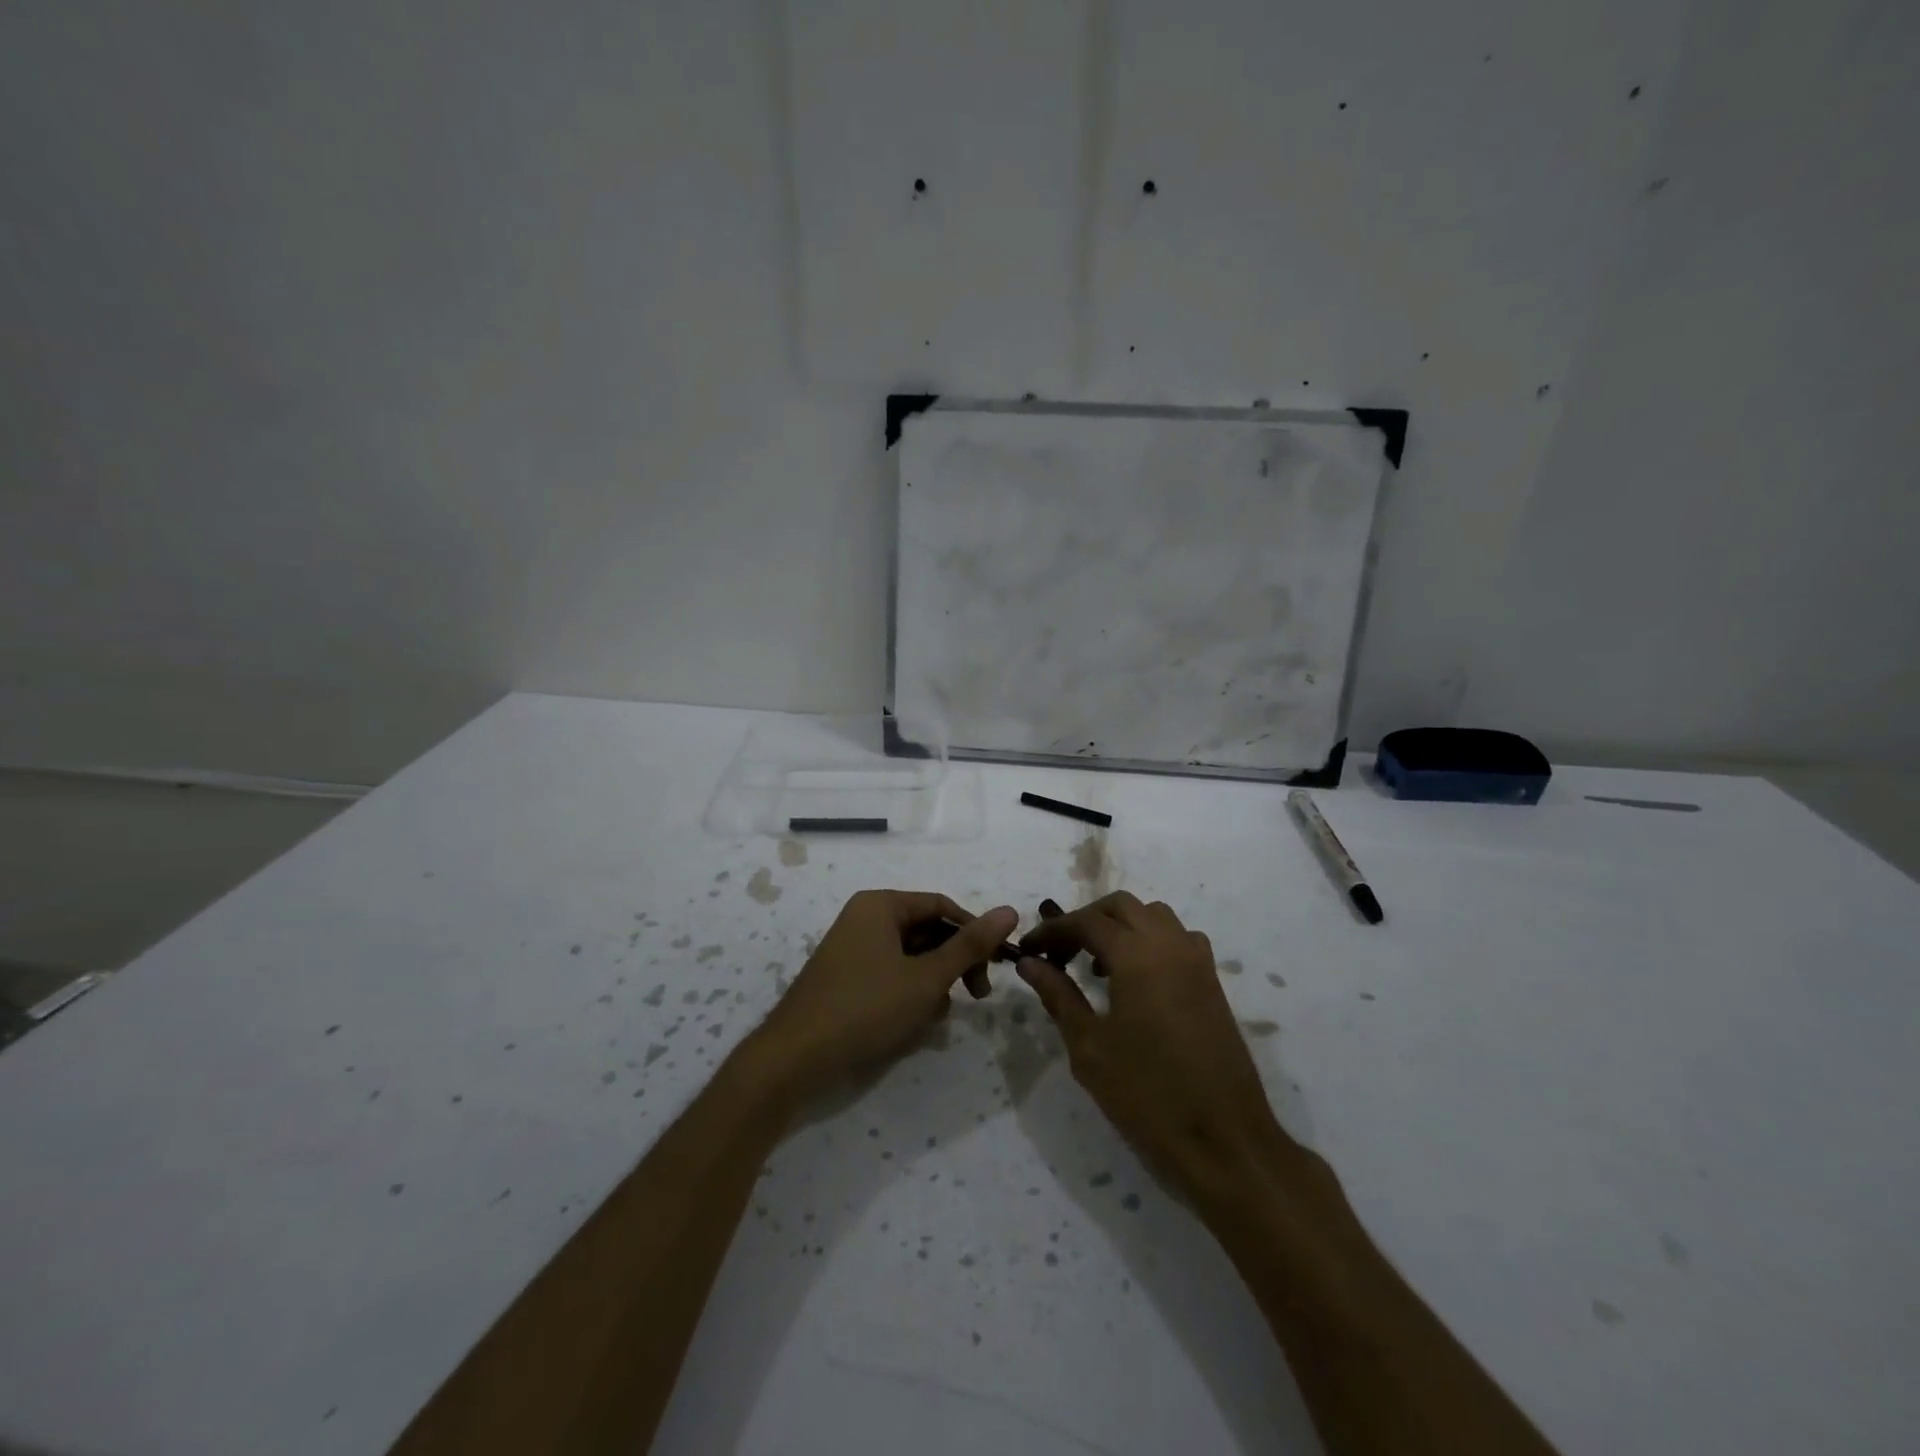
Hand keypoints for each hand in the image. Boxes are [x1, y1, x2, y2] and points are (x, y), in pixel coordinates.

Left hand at [754, 891, 1018, 1099]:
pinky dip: (908, 992)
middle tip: (976, 996)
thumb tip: (1010, 911)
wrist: (795, 1058)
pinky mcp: (846, 977)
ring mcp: (852, 948)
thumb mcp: (926, 977)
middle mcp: (865, 917)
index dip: (974, 932)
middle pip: (927, 930)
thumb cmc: (866, 1008)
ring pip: (911, 956)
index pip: (942, 906)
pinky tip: (913, 1023)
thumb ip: (970, 945)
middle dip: (953, 963)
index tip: (996, 966)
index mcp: (881, 904)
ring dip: (932, 982)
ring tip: (935, 1015)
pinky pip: (890, 973)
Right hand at [1017, 892, 1290, 1207]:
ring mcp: (1198, 961)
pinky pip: (1178, 939)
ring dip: (1120, 927)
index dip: (1052, 931)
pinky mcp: (1213, 983)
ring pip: (1153, 916)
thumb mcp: (1090, 1048)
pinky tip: (1135, 980)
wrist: (1225, 1143)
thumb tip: (1029, 962)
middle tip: (1059, 954)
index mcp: (1138, 955)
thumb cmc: (1147, 1096)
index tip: (1026, 949)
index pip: (1086, 922)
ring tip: (1096, 966)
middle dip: (1086, 920)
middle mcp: (1171, 944)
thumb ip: (1059, 995)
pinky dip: (1150, 941)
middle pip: (1121, 907)